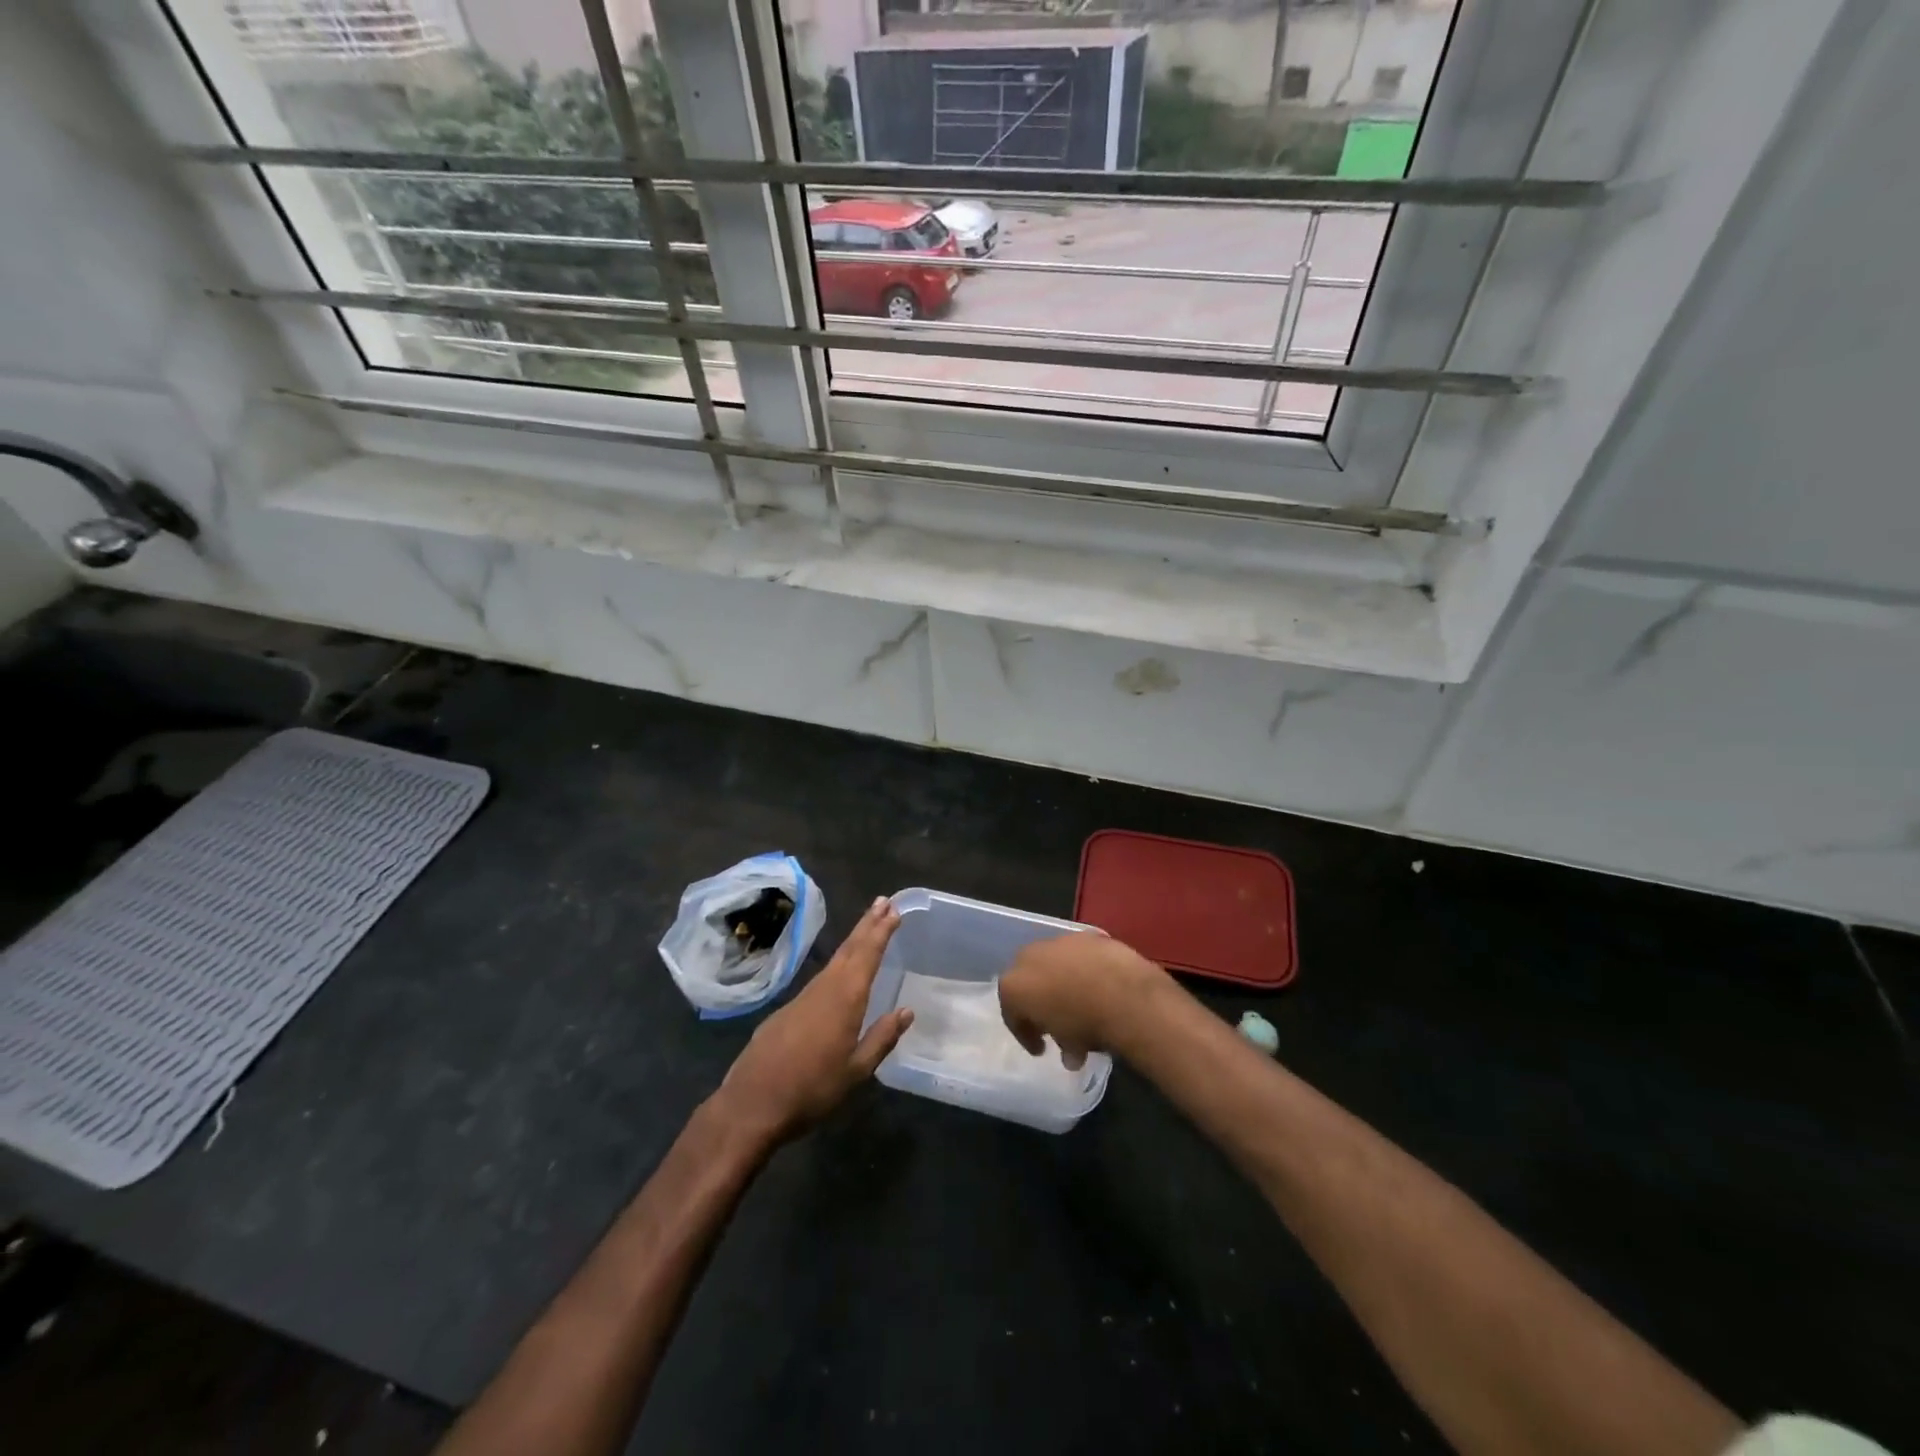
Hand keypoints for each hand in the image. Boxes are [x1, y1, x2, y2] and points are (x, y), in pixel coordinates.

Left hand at [710, 896, 913, 1147]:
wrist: (751, 1104)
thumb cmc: (811, 1090)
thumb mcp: (856, 1072)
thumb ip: (881, 1038)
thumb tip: (906, 1012)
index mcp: (845, 999)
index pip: (867, 955)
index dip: (881, 931)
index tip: (893, 909)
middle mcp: (824, 989)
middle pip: (849, 949)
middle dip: (868, 925)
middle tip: (883, 901)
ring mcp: (802, 997)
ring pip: (834, 961)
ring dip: (853, 941)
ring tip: (867, 928)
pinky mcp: (787, 1010)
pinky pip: (820, 978)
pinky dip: (836, 964)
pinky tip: (840, 972)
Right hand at [998, 933, 1171, 1069]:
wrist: (1123, 993)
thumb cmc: (1084, 1023)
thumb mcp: (1068, 1044)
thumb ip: (1062, 1042)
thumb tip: (1072, 1053)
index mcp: (1013, 985)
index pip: (1012, 1014)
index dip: (1026, 1034)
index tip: (1041, 1048)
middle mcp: (1028, 957)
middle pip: (1028, 982)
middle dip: (1039, 1001)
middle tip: (1056, 1021)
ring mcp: (1057, 941)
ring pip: (1053, 964)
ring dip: (1062, 982)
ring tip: (1082, 1004)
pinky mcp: (1085, 935)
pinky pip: (1078, 956)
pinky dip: (1083, 969)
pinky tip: (1099, 985)